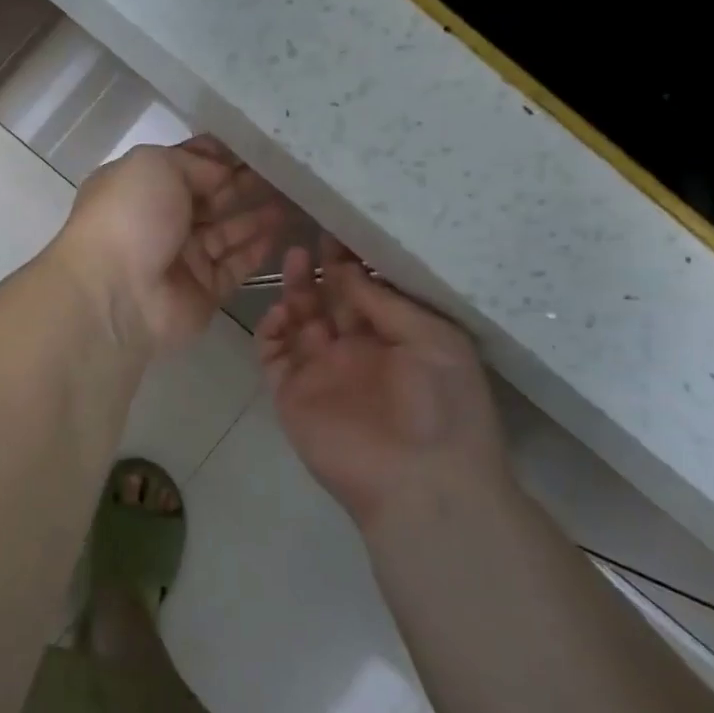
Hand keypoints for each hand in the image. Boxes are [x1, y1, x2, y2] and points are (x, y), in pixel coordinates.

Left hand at [53, 136, 287, 355]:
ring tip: (296, 196)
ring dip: (258, 214)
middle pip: (211, 196)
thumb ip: (194, 163)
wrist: (116, 294)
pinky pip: (236, 265)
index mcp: (140, 185)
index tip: (258, 145)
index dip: (219, 155)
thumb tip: (223, 173)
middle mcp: (160, 219)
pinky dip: (258, 249)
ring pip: (228, 230)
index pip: (186, 163)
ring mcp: (182, 257)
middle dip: (245, 182)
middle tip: (288, 170)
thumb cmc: (130, 217)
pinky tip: (284, 231)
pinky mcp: (203, 290)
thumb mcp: (156, 165)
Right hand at [256, 237, 505, 531]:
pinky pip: (271, 354)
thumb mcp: (433, 340)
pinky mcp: (291, 393)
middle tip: (309, 238)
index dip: (350, 263)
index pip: (364, 292)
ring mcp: (320, 372)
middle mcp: (354, 351)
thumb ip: (385, 303)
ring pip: (297, 321)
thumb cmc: (443, 406)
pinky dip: (270, 330)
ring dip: (295, 291)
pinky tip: (281, 311)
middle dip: (319, 270)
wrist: (421, 482)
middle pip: (328, 301)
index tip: (337, 230)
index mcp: (393, 339)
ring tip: (294, 260)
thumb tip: (346, 270)